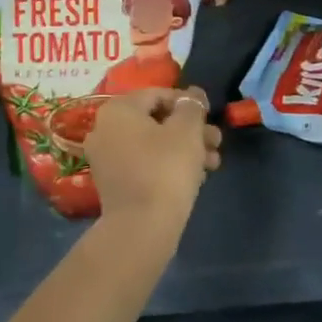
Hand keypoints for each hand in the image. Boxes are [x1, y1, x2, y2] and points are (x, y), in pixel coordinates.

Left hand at [85, 87, 220, 233]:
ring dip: (184, 149)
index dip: (188, 103)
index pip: (158, 94)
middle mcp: (104, 129)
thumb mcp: (187, 130)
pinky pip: (144, 164)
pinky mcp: (113, 183)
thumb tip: (192, 95)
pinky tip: (195, 178)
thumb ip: (192, 106)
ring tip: (213, 163)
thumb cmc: (166, 168)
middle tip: (216, 143)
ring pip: (152, 144)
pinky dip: (167, 165)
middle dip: (190, 130)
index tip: (210, 118)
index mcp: (118, 109)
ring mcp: (106, 158)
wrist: (142, 228)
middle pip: (156, 120)